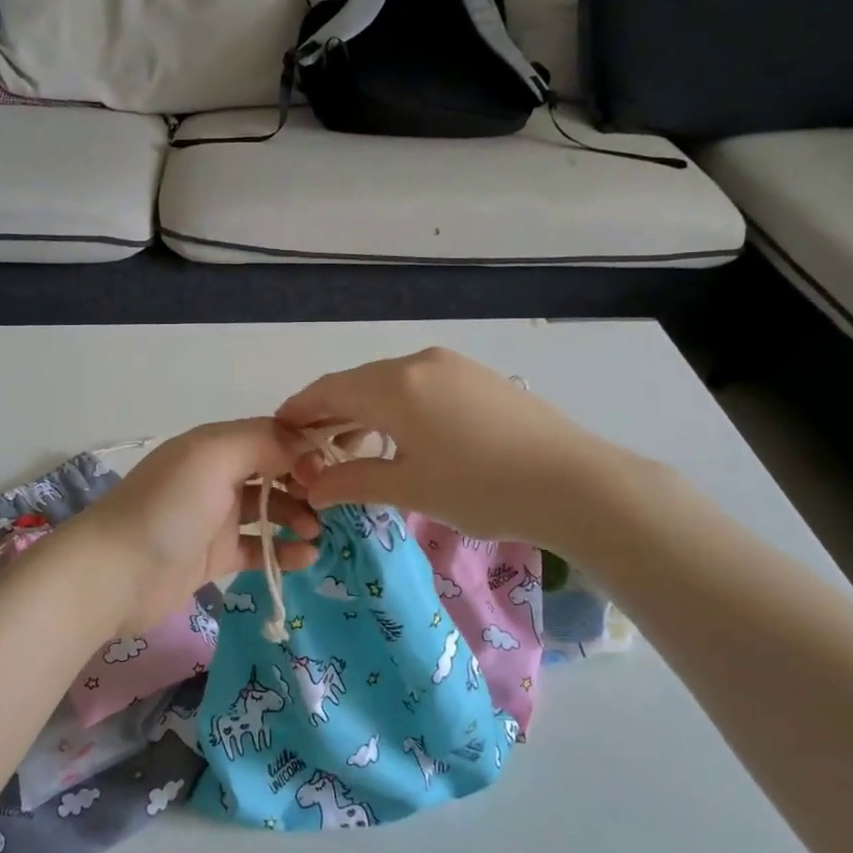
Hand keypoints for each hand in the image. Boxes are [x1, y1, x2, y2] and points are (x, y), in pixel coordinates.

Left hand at [75, 419, 320, 632]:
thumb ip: (263, 443)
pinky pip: (258, 548)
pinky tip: (307, 558)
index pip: (272, 435)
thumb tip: (305, 448)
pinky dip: (283, 552)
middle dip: (306, 484)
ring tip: (319, 533)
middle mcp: (217, 476)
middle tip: (331, 504)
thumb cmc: (167, 508)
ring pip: (270, 510)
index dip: (305, 448)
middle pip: (275, 472)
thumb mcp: (213, 457)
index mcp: (216, 445)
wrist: (114, 574)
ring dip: (299, 517)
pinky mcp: (214, 557)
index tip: (334, 468)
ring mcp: (215, 518)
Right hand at [276, 347, 644, 546]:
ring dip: (365, 413)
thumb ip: (353, 481)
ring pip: (391, 385)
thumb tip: (313, 487)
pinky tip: (403, 439)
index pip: (329, 391)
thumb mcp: (409, 489)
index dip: (298, 411)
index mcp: (394, 385)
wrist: (576, 483)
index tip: (277, 432)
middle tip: (313, 451)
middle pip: (358, 384)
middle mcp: (419, 362)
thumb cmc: (481, 488)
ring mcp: (453, 366)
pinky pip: (421, 387)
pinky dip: (398, 409)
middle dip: (331, 415)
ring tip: (356, 451)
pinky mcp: (479, 378)